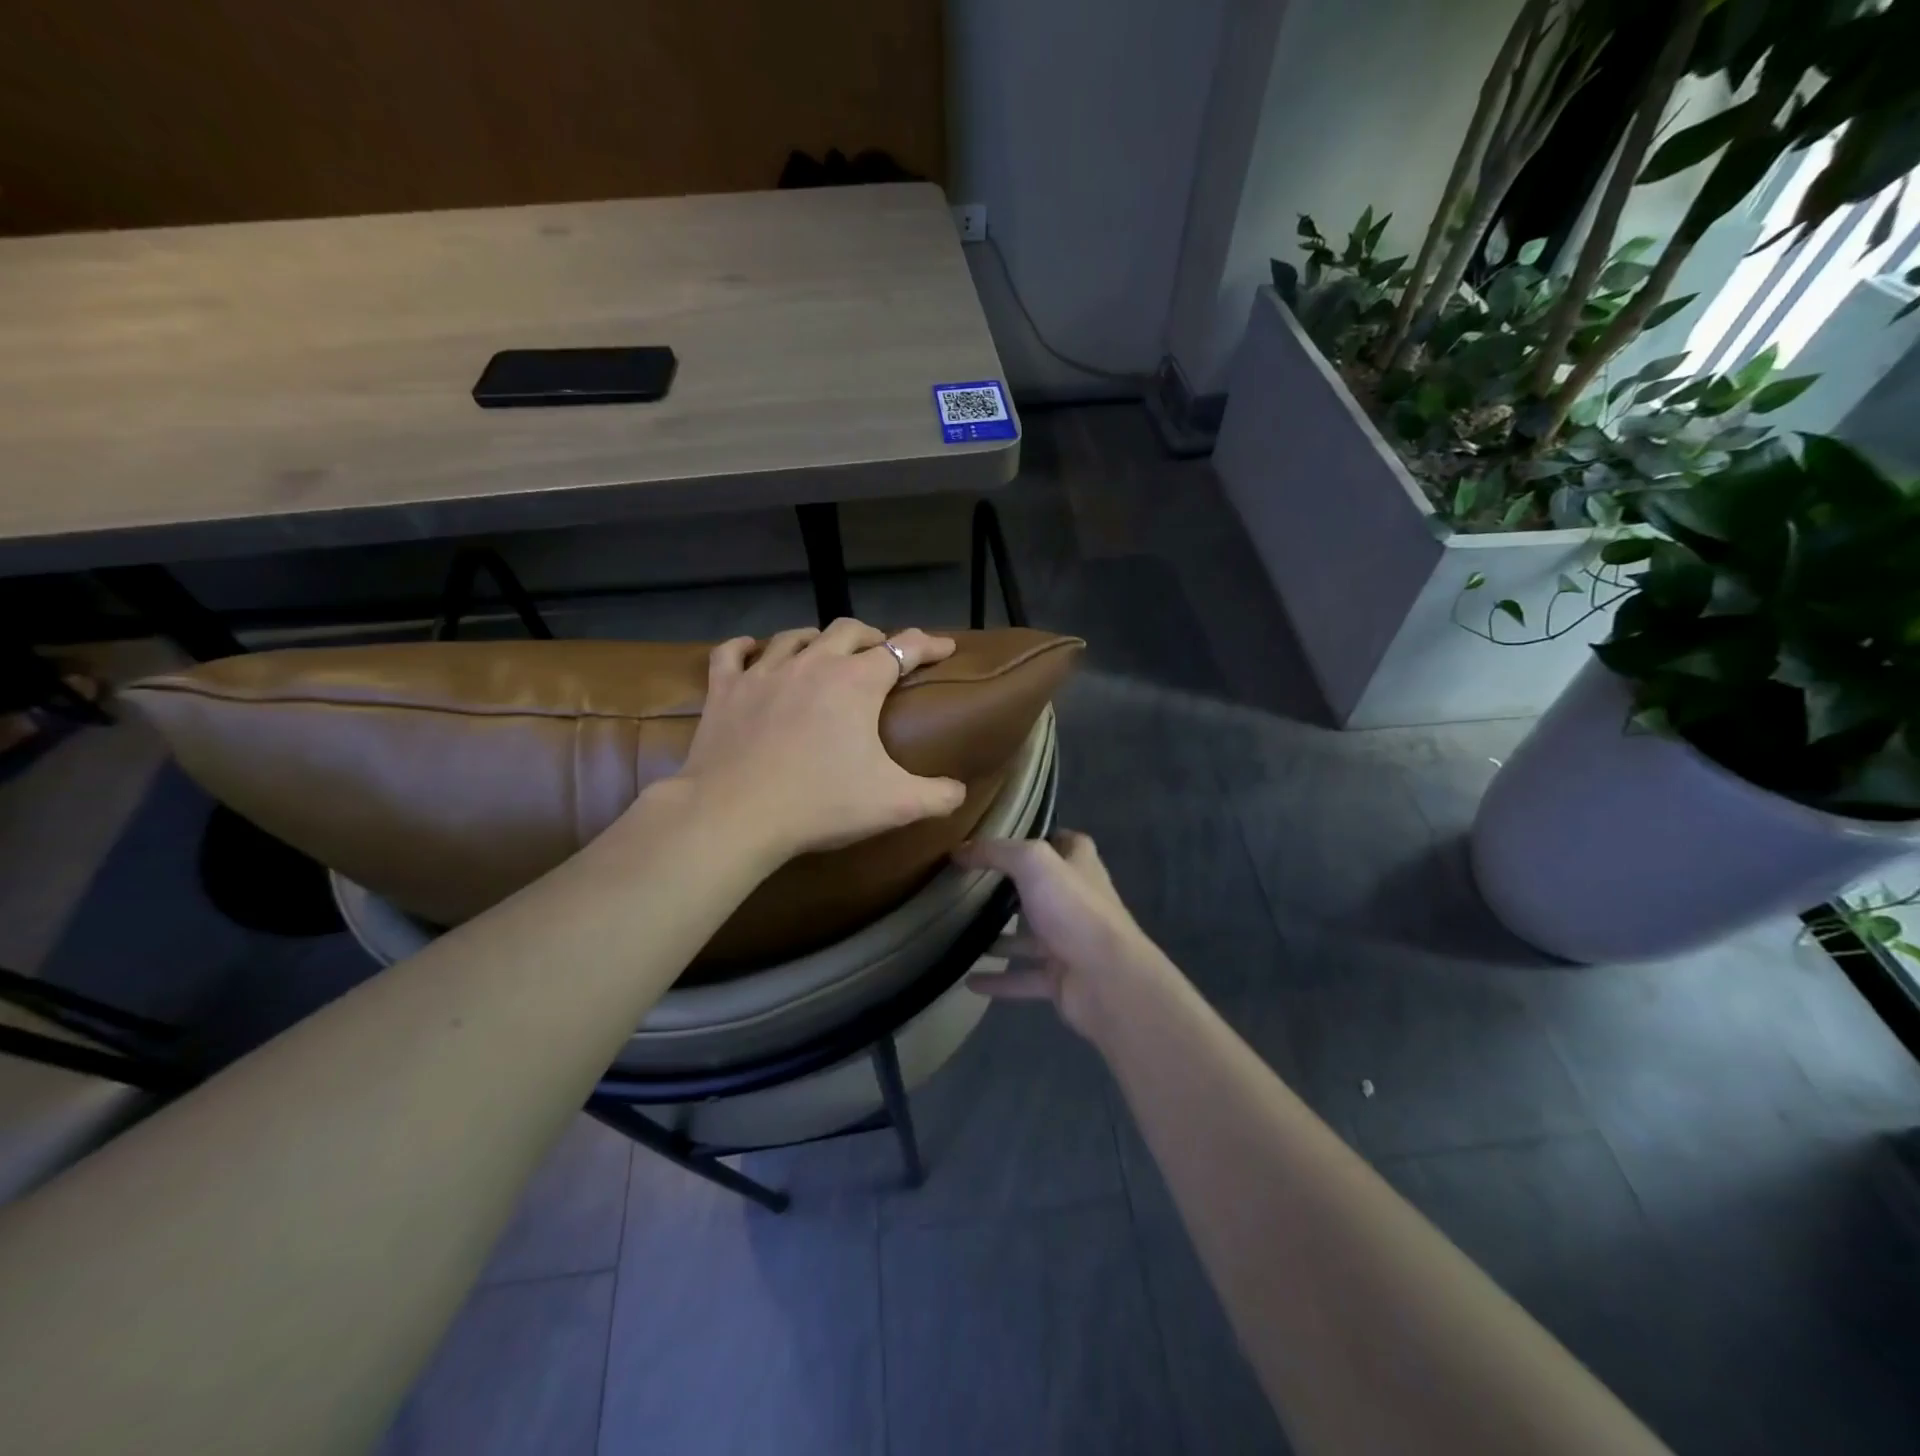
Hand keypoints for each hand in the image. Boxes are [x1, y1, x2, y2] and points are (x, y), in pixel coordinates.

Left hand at [669, 618, 966, 859]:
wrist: (734, 815)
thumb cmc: (820, 803)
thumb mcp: (894, 805)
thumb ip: (937, 795)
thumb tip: (959, 792)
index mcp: (857, 682)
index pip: (904, 649)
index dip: (929, 644)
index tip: (945, 647)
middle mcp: (813, 663)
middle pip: (848, 630)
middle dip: (871, 637)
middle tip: (881, 654)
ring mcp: (764, 673)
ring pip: (795, 637)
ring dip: (816, 640)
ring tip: (824, 653)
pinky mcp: (725, 690)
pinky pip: (732, 654)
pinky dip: (744, 648)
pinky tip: (750, 650)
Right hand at [956, 831, 1176, 1037]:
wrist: (1108, 980)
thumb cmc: (1074, 910)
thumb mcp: (1033, 864)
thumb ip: (997, 852)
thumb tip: (960, 850)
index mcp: (1080, 866)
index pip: (1065, 842)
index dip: (1042, 836)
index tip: (1006, 837)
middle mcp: (1078, 901)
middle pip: (1044, 889)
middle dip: (1013, 888)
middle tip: (972, 885)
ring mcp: (1070, 942)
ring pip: (1030, 937)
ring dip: (1002, 937)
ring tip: (962, 932)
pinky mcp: (1061, 978)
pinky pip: (1024, 977)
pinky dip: (999, 980)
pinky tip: (969, 981)